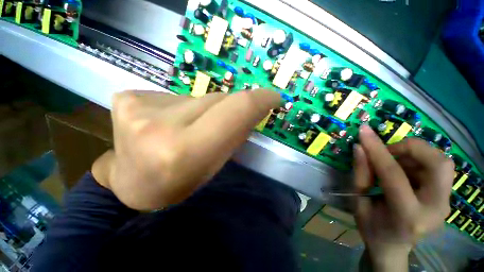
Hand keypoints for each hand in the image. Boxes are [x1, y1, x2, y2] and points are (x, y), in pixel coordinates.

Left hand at [94, 89, 278, 209]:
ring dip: (202, 110)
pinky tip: (166, 122)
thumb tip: (252, 110)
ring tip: (189, 129)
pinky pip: (171, 95)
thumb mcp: (214, 166)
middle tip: (222, 125)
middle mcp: (160, 126)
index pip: (236, 109)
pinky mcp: (127, 98)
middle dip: (227, 109)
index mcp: (185, 150)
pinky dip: (179, 107)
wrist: (131, 187)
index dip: (259, 99)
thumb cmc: (177, 185)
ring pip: (196, 96)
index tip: (273, 97)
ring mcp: (138, 108)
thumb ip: (234, 135)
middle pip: (216, 99)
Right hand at [354, 125, 453, 270]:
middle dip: (411, 148)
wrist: (392, 247)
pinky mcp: (446, 198)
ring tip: (393, 164)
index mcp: (408, 216)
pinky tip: (403, 172)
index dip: (376, 149)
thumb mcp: (358, 202)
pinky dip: (417, 162)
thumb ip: (360, 174)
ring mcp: (445, 204)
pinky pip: (437, 168)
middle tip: (388, 152)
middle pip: (439, 164)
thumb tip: (360, 148)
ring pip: (441, 163)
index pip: (393, 174)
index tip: (364, 130)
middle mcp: (436, 209)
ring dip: (414, 155)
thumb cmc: (371, 227)